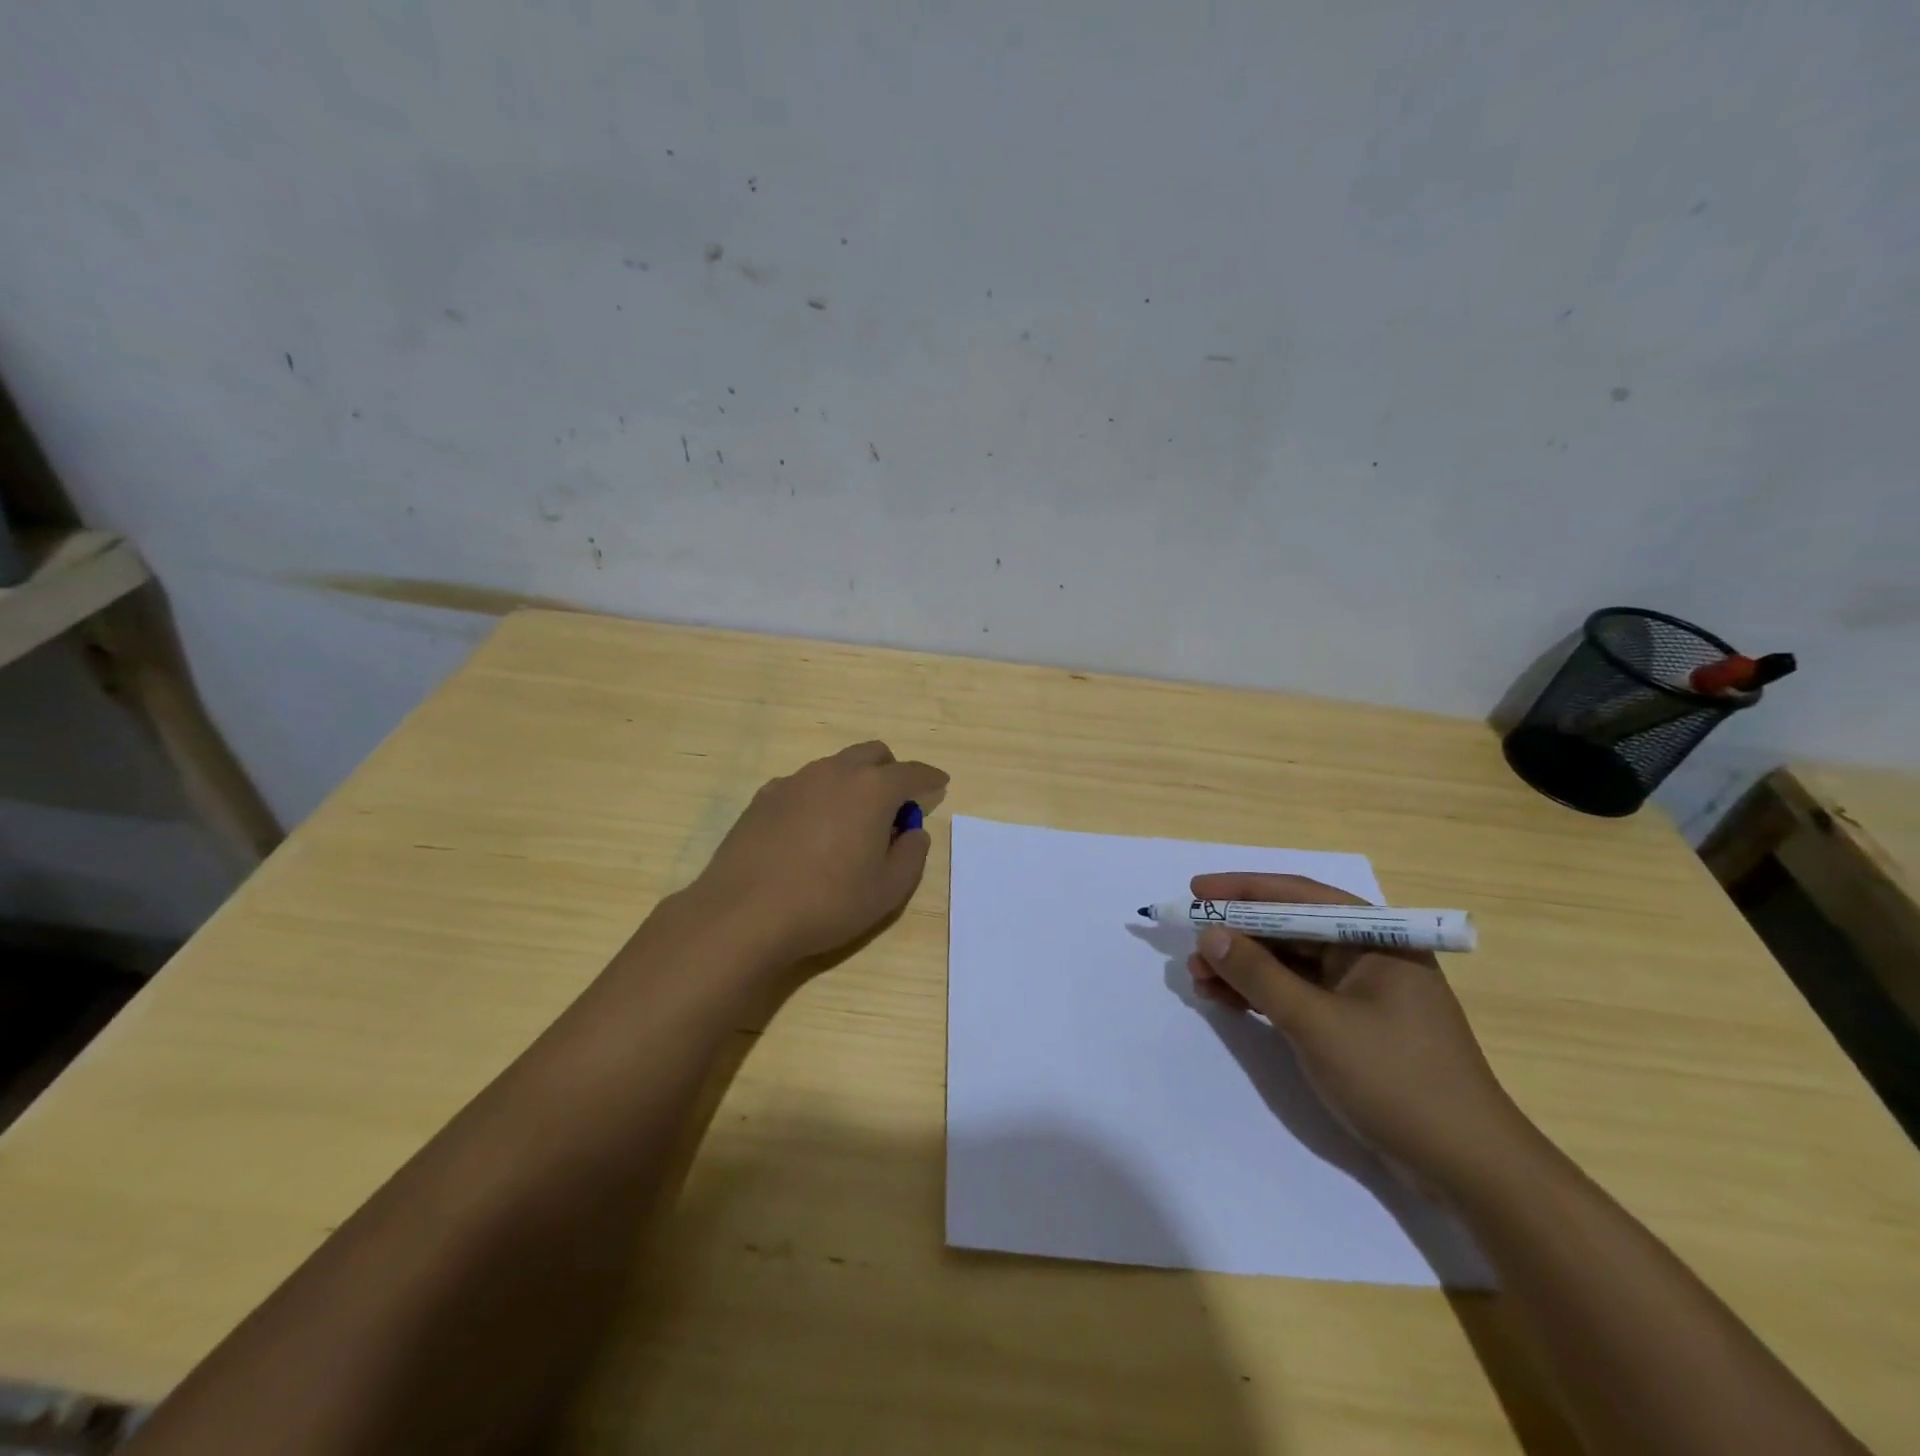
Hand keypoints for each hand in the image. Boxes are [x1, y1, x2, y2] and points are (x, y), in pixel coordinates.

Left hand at [686, 741, 947, 966]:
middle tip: (894, 807)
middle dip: (891, 772)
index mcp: (871, 789)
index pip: (911, 772)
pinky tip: (811, 832)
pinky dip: (819, 797)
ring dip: (853, 783)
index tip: (940, 783)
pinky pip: (804, 785)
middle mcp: (834, 773)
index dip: (930, 778)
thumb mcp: (888, 890)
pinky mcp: (764, 797)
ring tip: (851, 823)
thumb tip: (913, 831)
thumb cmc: (827, 902)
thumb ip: (911, 855)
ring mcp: (795, 781)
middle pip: (872, 754)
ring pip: (835, 767)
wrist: (744, 914)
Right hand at [1185, 872, 1533, 1196]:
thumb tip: (1209, 934)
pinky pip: (1297, 995)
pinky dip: (1261, 995)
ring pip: (1289, 964)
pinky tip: (1225, 1000)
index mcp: (1376, 938)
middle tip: (1191, 946)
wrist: (1467, 1169)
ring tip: (1198, 978)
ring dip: (1243, 968)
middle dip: (1237, 936)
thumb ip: (1259, 975)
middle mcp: (1369, 954)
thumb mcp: (1317, 1024)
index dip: (1242, 890)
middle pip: (1290, 929)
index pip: (1299, 897)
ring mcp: (1361, 992)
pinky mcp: (1353, 1025)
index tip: (1195, 892)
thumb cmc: (1397, 1080)